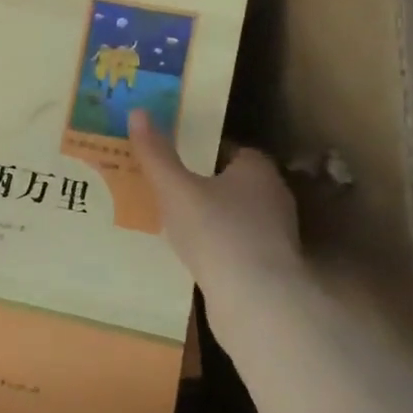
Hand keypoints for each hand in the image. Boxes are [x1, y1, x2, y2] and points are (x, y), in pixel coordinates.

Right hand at [128, 109, 301, 287]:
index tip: (172, 154)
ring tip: (170, 219)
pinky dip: (214, 243)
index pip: (230, 149)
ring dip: (208, 216)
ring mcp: (274, 234)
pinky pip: (235, 243)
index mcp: (256, 170)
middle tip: (163, 184)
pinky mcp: (269, 265)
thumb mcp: (175, 189)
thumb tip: (138, 112)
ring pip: (234, 214)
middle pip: (232, 181)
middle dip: (202, 182)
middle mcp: (272, 196)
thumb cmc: (216, 232)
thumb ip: (156, 153)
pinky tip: (189, 252)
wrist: (256, 301)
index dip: (201, 149)